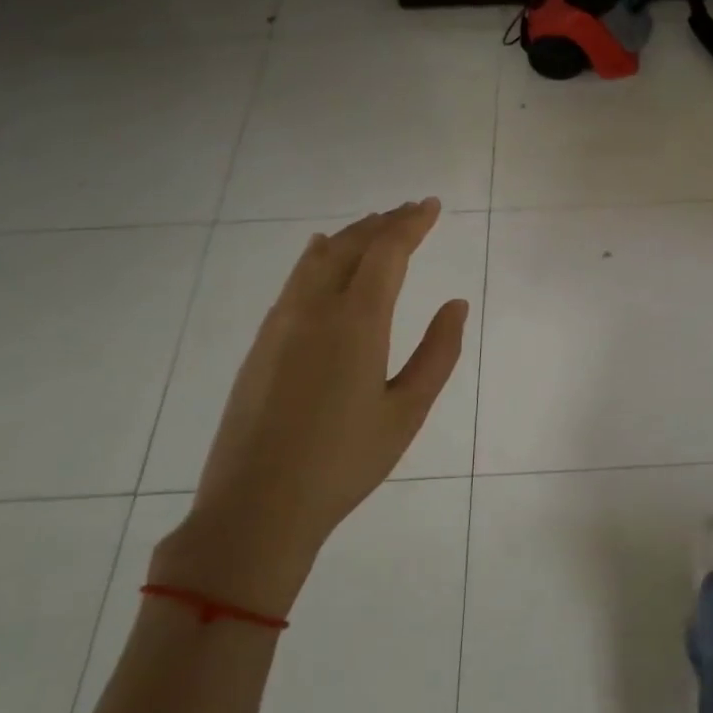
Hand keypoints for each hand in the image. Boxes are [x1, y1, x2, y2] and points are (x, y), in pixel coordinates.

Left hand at [151, 199, 469, 615]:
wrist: (257, 506)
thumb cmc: (345, 462)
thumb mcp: (407, 411)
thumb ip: (438, 353)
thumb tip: (455, 304)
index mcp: (356, 323)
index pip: (386, 253)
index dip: (411, 224)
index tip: (430, 206)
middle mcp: (314, 310)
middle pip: (350, 246)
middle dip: (383, 223)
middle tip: (410, 210)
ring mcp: (280, 324)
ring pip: (317, 259)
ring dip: (350, 236)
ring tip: (374, 225)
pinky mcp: (262, 343)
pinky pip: (294, 280)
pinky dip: (317, 257)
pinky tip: (321, 254)